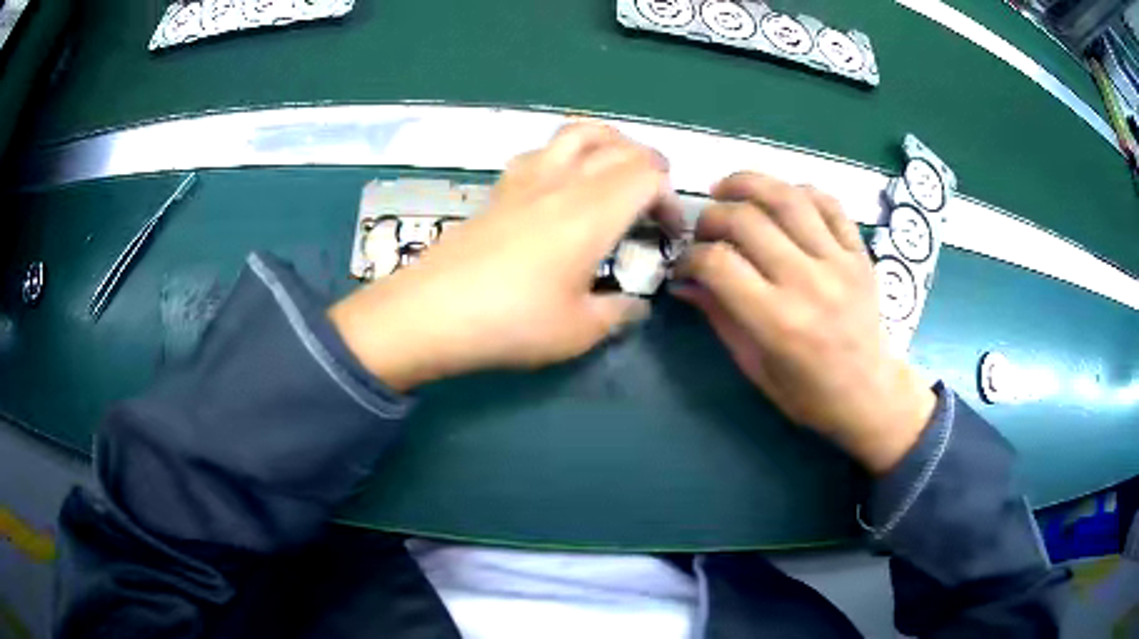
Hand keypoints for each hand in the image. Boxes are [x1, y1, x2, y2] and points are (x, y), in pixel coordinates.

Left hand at [329, 123, 679, 391]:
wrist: (431, 312)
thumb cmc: (512, 323)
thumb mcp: (579, 331)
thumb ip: (618, 313)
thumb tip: (636, 306)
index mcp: (594, 212)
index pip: (649, 174)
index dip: (669, 198)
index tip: (667, 235)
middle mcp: (565, 182)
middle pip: (620, 146)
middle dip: (649, 166)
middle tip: (652, 202)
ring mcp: (527, 179)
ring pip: (578, 132)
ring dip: (608, 143)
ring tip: (614, 171)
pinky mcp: (500, 188)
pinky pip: (542, 149)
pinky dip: (566, 152)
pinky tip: (561, 182)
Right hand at [672, 173, 935, 473]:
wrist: (869, 394)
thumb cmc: (807, 393)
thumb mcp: (754, 365)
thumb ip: (719, 317)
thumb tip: (684, 281)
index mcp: (778, 322)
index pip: (718, 263)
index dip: (690, 257)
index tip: (685, 265)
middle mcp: (808, 283)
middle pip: (747, 220)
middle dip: (712, 216)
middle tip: (703, 230)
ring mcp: (839, 263)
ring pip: (787, 198)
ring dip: (748, 184)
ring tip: (727, 190)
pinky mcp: (860, 253)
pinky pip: (828, 203)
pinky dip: (798, 191)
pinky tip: (778, 198)